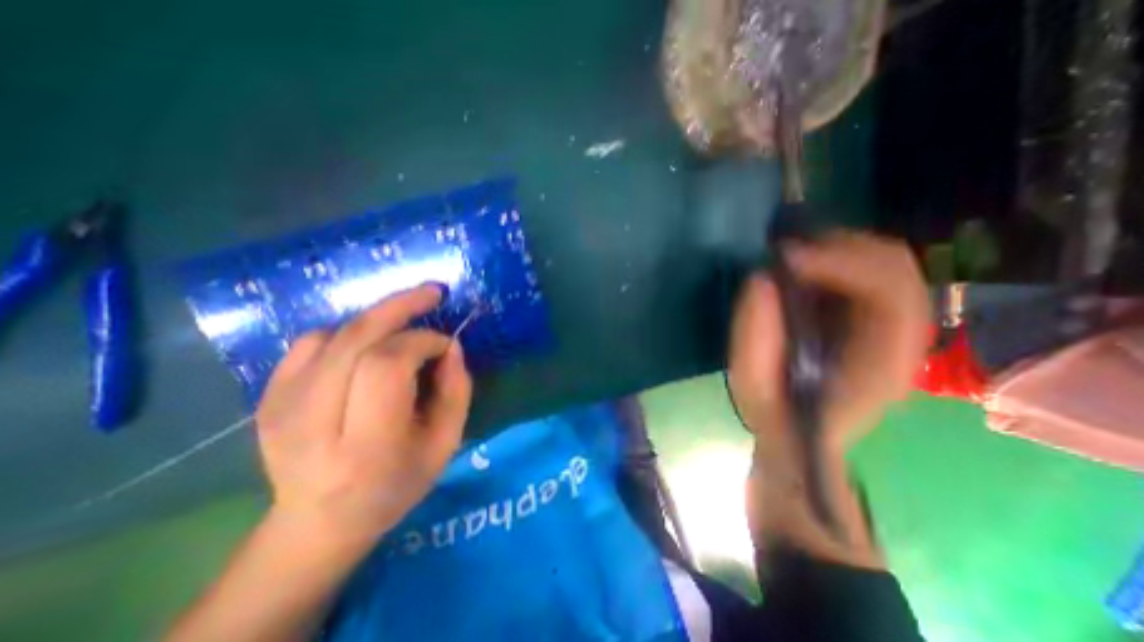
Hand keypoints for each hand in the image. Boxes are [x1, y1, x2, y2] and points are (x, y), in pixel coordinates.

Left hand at [256, 286, 471, 551]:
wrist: (319, 523)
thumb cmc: (396, 485)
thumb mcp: (445, 443)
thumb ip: (457, 391)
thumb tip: (450, 345)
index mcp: (364, 446)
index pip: (387, 366)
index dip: (421, 342)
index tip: (445, 344)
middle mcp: (312, 424)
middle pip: (355, 341)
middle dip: (399, 308)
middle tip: (432, 293)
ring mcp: (280, 408)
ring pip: (333, 335)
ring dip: (377, 319)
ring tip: (404, 322)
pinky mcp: (268, 398)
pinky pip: (310, 342)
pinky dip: (347, 332)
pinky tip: (367, 345)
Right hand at [733, 232, 926, 448]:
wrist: (799, 434)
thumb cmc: (778, 414)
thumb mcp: (754, 384)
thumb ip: (754, 338)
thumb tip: (761, 279)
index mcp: (882, 362)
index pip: (890, 292)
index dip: (840, 264)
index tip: (786, 259)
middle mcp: (902, 338)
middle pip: (895, 266)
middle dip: (838, 247)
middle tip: (784, 251)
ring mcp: (892, 326)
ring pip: (885, 262)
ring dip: (836, 249)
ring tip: (790, 256)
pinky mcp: (872, 319)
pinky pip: (867, 272)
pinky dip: (834, 260)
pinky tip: (802, 269)